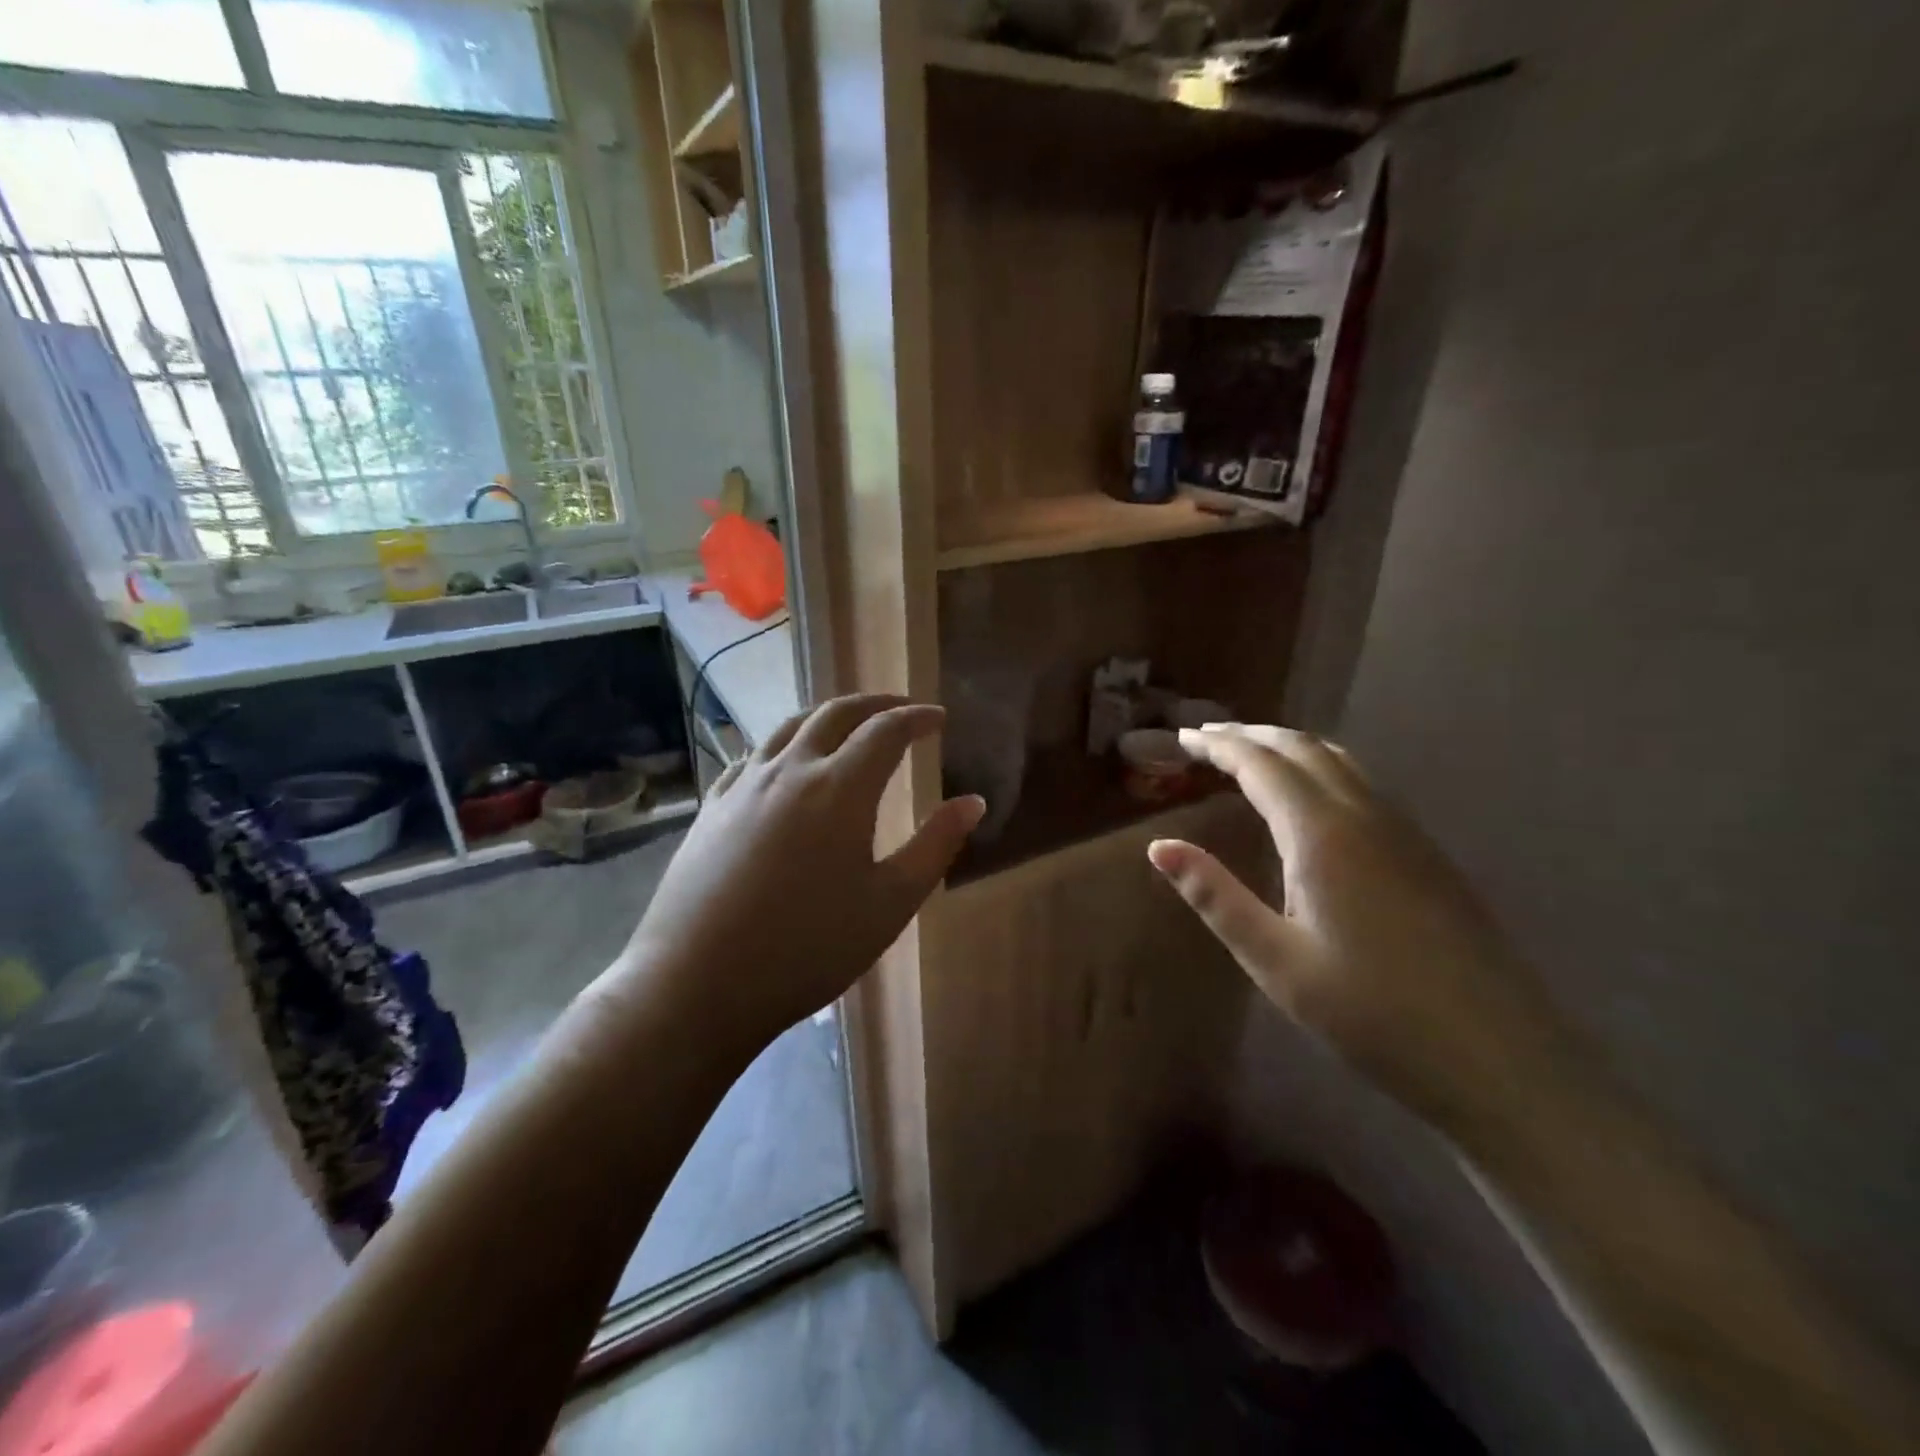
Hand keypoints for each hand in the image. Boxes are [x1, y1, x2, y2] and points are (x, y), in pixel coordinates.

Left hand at [618, 695, 984, 1054]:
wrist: (697, 984)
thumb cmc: (808, 948)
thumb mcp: (890, 904)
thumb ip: (935, 846)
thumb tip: (973, 802)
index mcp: (839, 788)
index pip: (886, 730)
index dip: (917, 718)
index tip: (939, 718)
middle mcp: (790, 770)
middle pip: (836, 713)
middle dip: (875, 703)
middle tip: (901, 709)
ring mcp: (743, 785)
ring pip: (789, 726)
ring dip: (827, 715)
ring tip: (848, 723)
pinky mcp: (712, 807)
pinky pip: (753, 755)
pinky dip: (783, 744)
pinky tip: (784, 763)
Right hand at [1150, 724, 1575, 1134]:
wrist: (1498, 1058)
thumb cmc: (1370, 1013)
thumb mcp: (1274, 959)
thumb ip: (1214, 896)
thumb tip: (1159, 847)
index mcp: (1322, 834)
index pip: (1260, 765)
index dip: (1218, 745)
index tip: (1182, 736)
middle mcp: (1365, 815)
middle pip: (1302, 749)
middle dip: (1250, 736)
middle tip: (1207, 737)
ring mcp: (1405, 831)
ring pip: (1339, 761)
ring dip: (1289, 747)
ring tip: (1251, 754)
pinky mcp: (1427, 853)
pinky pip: (1364, 784)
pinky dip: (1322, 768)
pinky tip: (1312, 797)